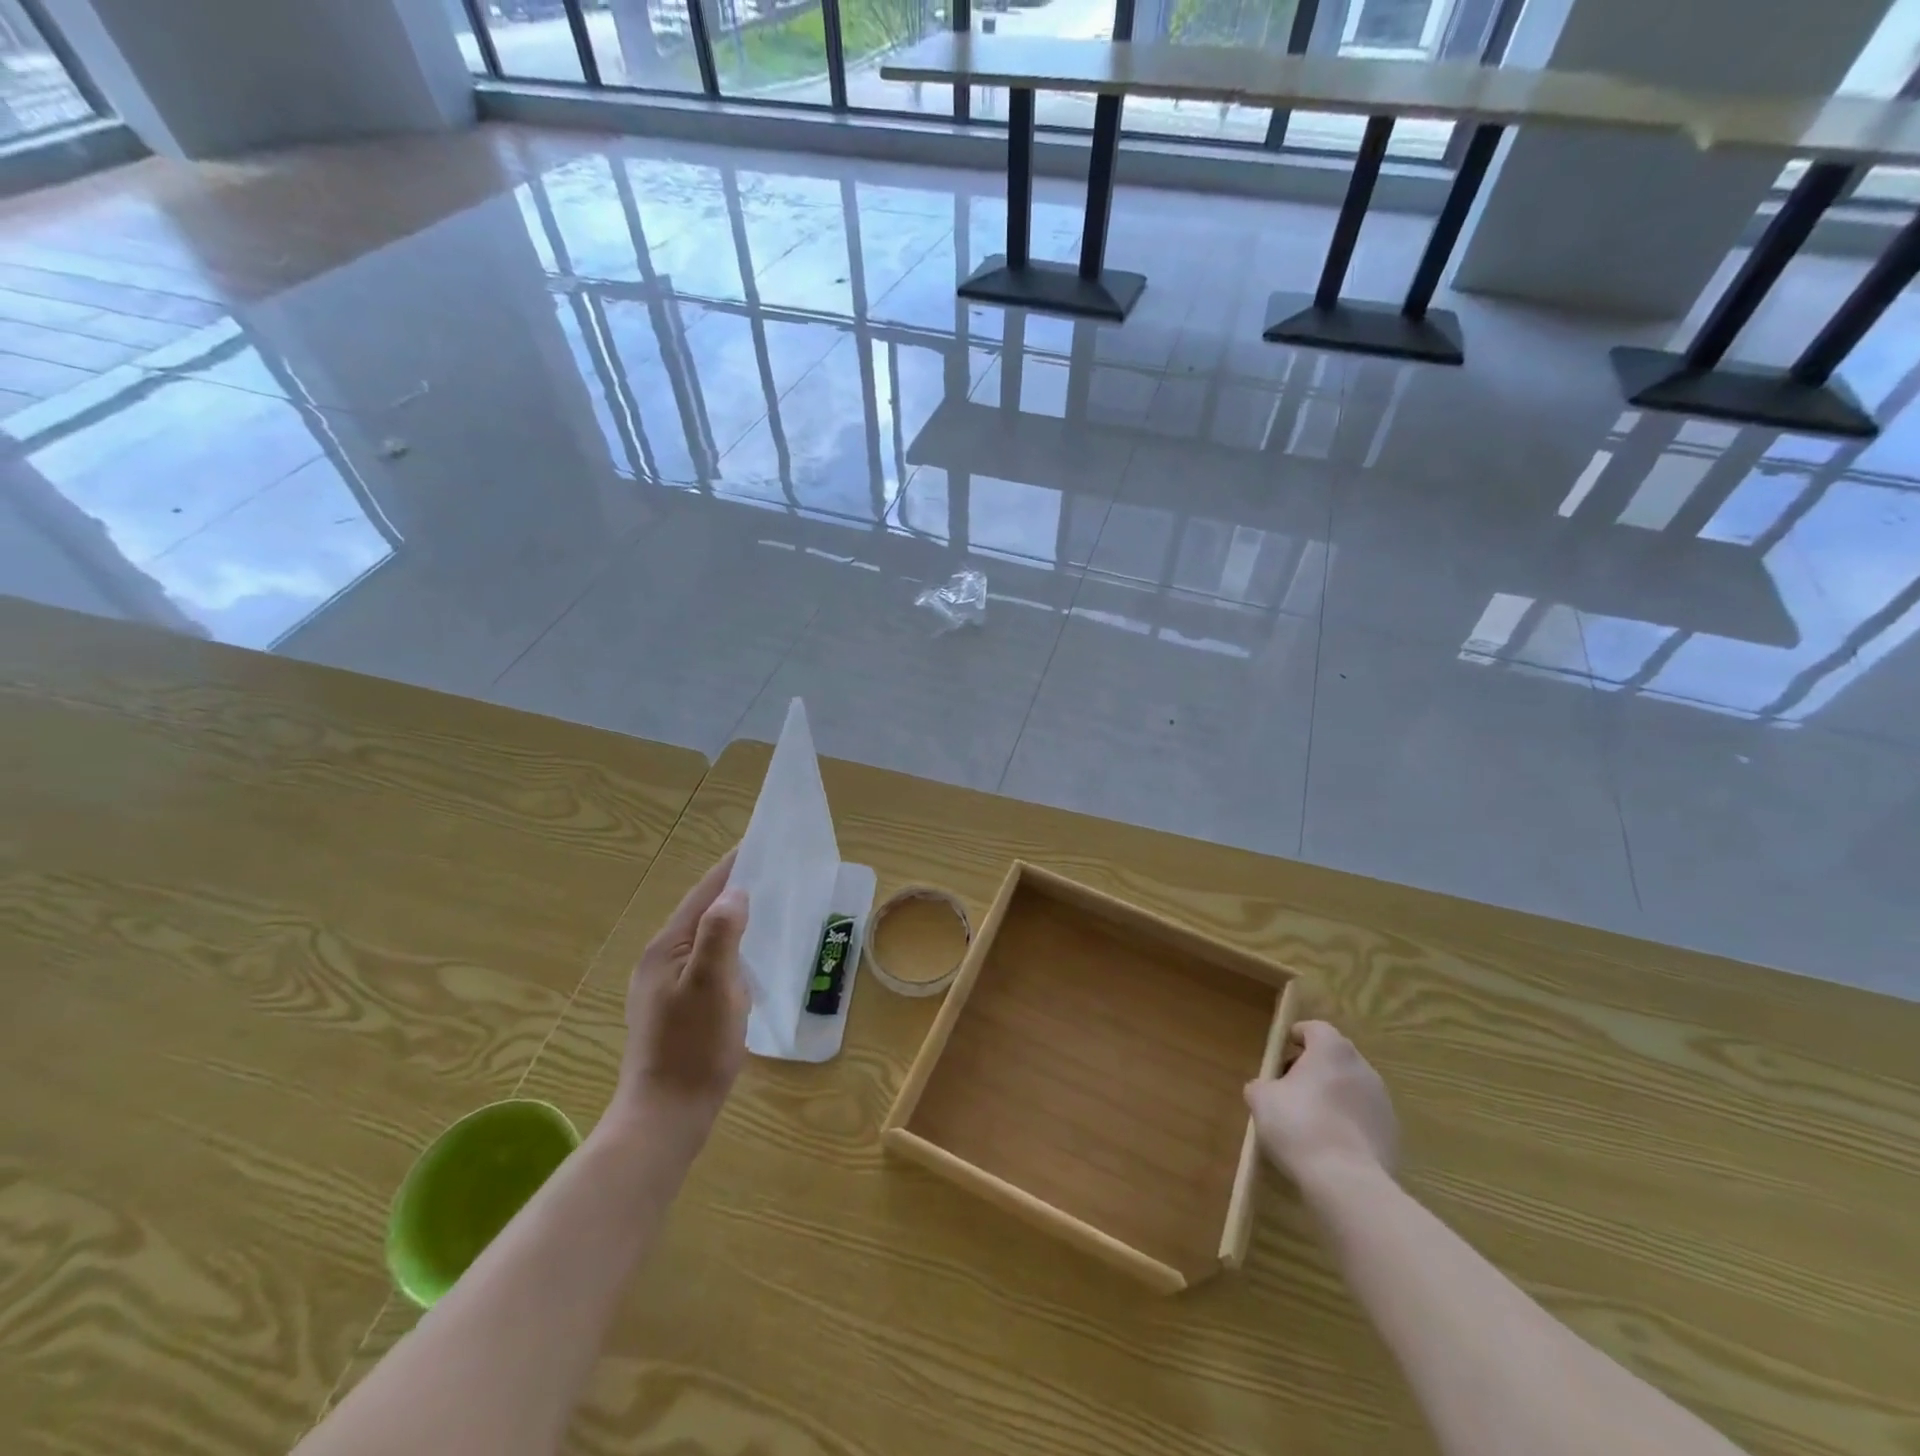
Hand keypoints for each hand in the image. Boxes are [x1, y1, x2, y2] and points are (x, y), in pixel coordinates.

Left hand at [615, 848, 750, 1133]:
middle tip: (771, 875)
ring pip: (705, 940)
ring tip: (765, 910)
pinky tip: (748, 962)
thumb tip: (735, 893)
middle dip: (732, 891)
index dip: (730, 868)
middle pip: (701, 914)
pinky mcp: (676, 1010)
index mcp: (667, 948)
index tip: (757, 844)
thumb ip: (722, 933)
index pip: (703, 894)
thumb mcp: (712, 984)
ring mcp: (665, 988)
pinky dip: (730, 951)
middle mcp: (661, 961)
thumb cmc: (693, 1046)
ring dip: (732, 922)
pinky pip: (707, 964)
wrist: (666, 1116)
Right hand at [1245, 1021, 1398, 1185]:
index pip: (1315, 1028)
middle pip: (1335, 1057)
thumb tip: (1265, 1088)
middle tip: (1291, 1089)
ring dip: (1333, 1095)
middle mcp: (1362, 1067)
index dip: (1296, 1037)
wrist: (1347, 1182)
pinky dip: (1348, 1122)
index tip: (1281, 1053)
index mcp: (1332, 1050)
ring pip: (1351, 1087)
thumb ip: (1261, 1085)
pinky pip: (1364, 1117)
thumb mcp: (1261, 1100)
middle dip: (1313, 1068)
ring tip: (1311, 1121)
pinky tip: (1331, 1145)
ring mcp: (1382, 1101)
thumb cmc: (1299, 1125)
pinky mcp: (1393, 1134)